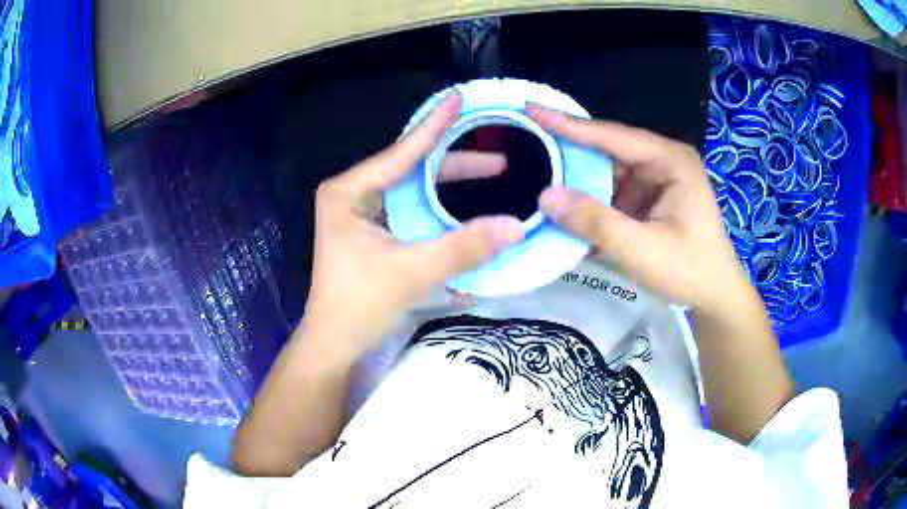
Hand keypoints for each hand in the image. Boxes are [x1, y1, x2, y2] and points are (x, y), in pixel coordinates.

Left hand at [303, 93, 523, 359]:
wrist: (335, 343)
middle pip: (411, 168)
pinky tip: (463, 204)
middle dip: (455, 163)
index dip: (436, 126)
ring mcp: (360, 211)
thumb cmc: (360, 305)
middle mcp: (352, 193)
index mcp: (349, 192)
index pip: (402, 152)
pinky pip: (410, 208)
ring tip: (492, 173)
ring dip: (450, 185)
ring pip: (413, 188)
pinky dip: (438, 207)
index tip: (460, 98)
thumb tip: (517, 226)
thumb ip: (464, 247)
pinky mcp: (370, 230)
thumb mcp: (413, 273)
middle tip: (499, 159)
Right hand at [528, 105, 746, 312]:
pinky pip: (610, 192)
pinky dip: (588, 200)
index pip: (614, 136)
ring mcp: (653, 179)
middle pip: (607, 150)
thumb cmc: (690, 271)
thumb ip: (597, 224)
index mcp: (670, 160)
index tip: (531, 110)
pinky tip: (562, 205)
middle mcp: (661, 161)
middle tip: (523, 146)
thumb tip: (546, 196)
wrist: (714, 295)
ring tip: (533, 176)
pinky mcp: (646, 197)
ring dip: (575, 180)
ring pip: (605, 172)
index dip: (570, 125)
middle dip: (568, 152)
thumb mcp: (644, 251)